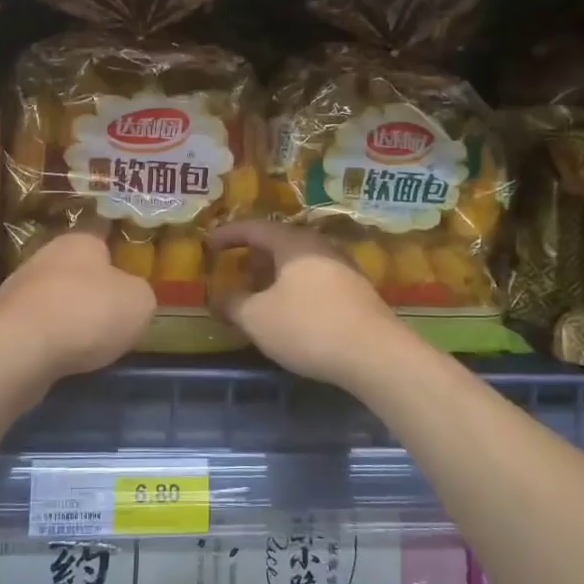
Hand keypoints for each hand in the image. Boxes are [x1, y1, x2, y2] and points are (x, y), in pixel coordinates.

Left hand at [0, 225, 156, 378]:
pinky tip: (60, 359)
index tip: (128, 289)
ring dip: (68, 320)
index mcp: (80, 241)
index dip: (118, 265)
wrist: (21, 349)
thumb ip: (140, 295)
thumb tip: (129, 297)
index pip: (103, 243)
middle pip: (77, 273)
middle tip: (112, 321)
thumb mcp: (140, 302)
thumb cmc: (88, 313)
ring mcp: (18, 289)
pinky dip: (49, 342)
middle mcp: (45, 256)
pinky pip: (36, 329)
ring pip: (54, 301)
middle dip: (92, 295)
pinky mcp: (2, 322)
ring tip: (87, 347)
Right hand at [206, 220, 409, 388]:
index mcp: (294, 243)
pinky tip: (289, 310)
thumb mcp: (258, 318)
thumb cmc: (308, 327)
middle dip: (253, 254)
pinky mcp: (357, 293)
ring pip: (299, 262)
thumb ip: (233, 304)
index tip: (207, 243)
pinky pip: (315, 280)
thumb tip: (217, 298)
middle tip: (232, 266)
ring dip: (274, 273)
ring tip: (257, 290)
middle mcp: (320, 247)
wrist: (376, 355)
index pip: (254, 228)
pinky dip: (294, 287)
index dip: (227, 234)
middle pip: (279, 242)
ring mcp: (343, 269)